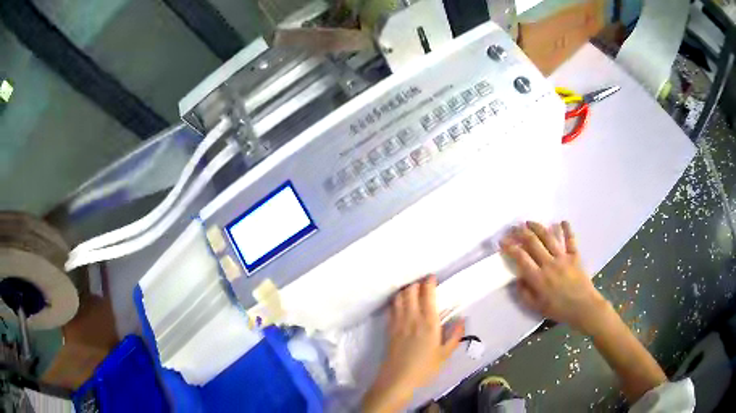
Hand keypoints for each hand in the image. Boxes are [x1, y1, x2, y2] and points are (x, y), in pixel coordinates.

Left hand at [362, 277, 464, 411]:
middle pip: (410, 290)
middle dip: (416, 283)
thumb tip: (462, 319)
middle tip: (423, 284)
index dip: (429, 282)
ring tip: (412, 291)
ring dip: (405, 290)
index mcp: (428, 322)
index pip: (427, 294)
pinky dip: (396, 300)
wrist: (398, 379)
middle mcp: (412, 317)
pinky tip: (401, 304)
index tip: (432, 277)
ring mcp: (398, 322)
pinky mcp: (389, 328)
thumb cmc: (425, 368)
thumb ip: (455, 336)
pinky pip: (392, 308)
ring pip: (399, 296)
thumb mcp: (445, 354)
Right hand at [500, 221, 610, 335]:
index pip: (521, 258)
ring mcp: (563, 258)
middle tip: (514, 227)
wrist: (584, 308)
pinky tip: (562, 221)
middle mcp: (549, 264)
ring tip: (530, 222)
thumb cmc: (559, 310)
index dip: (510, 247)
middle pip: (533, 243)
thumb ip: (525, 293)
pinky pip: (570, 240)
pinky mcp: (575, 256)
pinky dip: (567, 229)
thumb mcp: (537, 307)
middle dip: (521, 233)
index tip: (503, 241)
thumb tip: (518, 279)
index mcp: (538, 278)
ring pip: (548, 237)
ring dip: (538, 227)